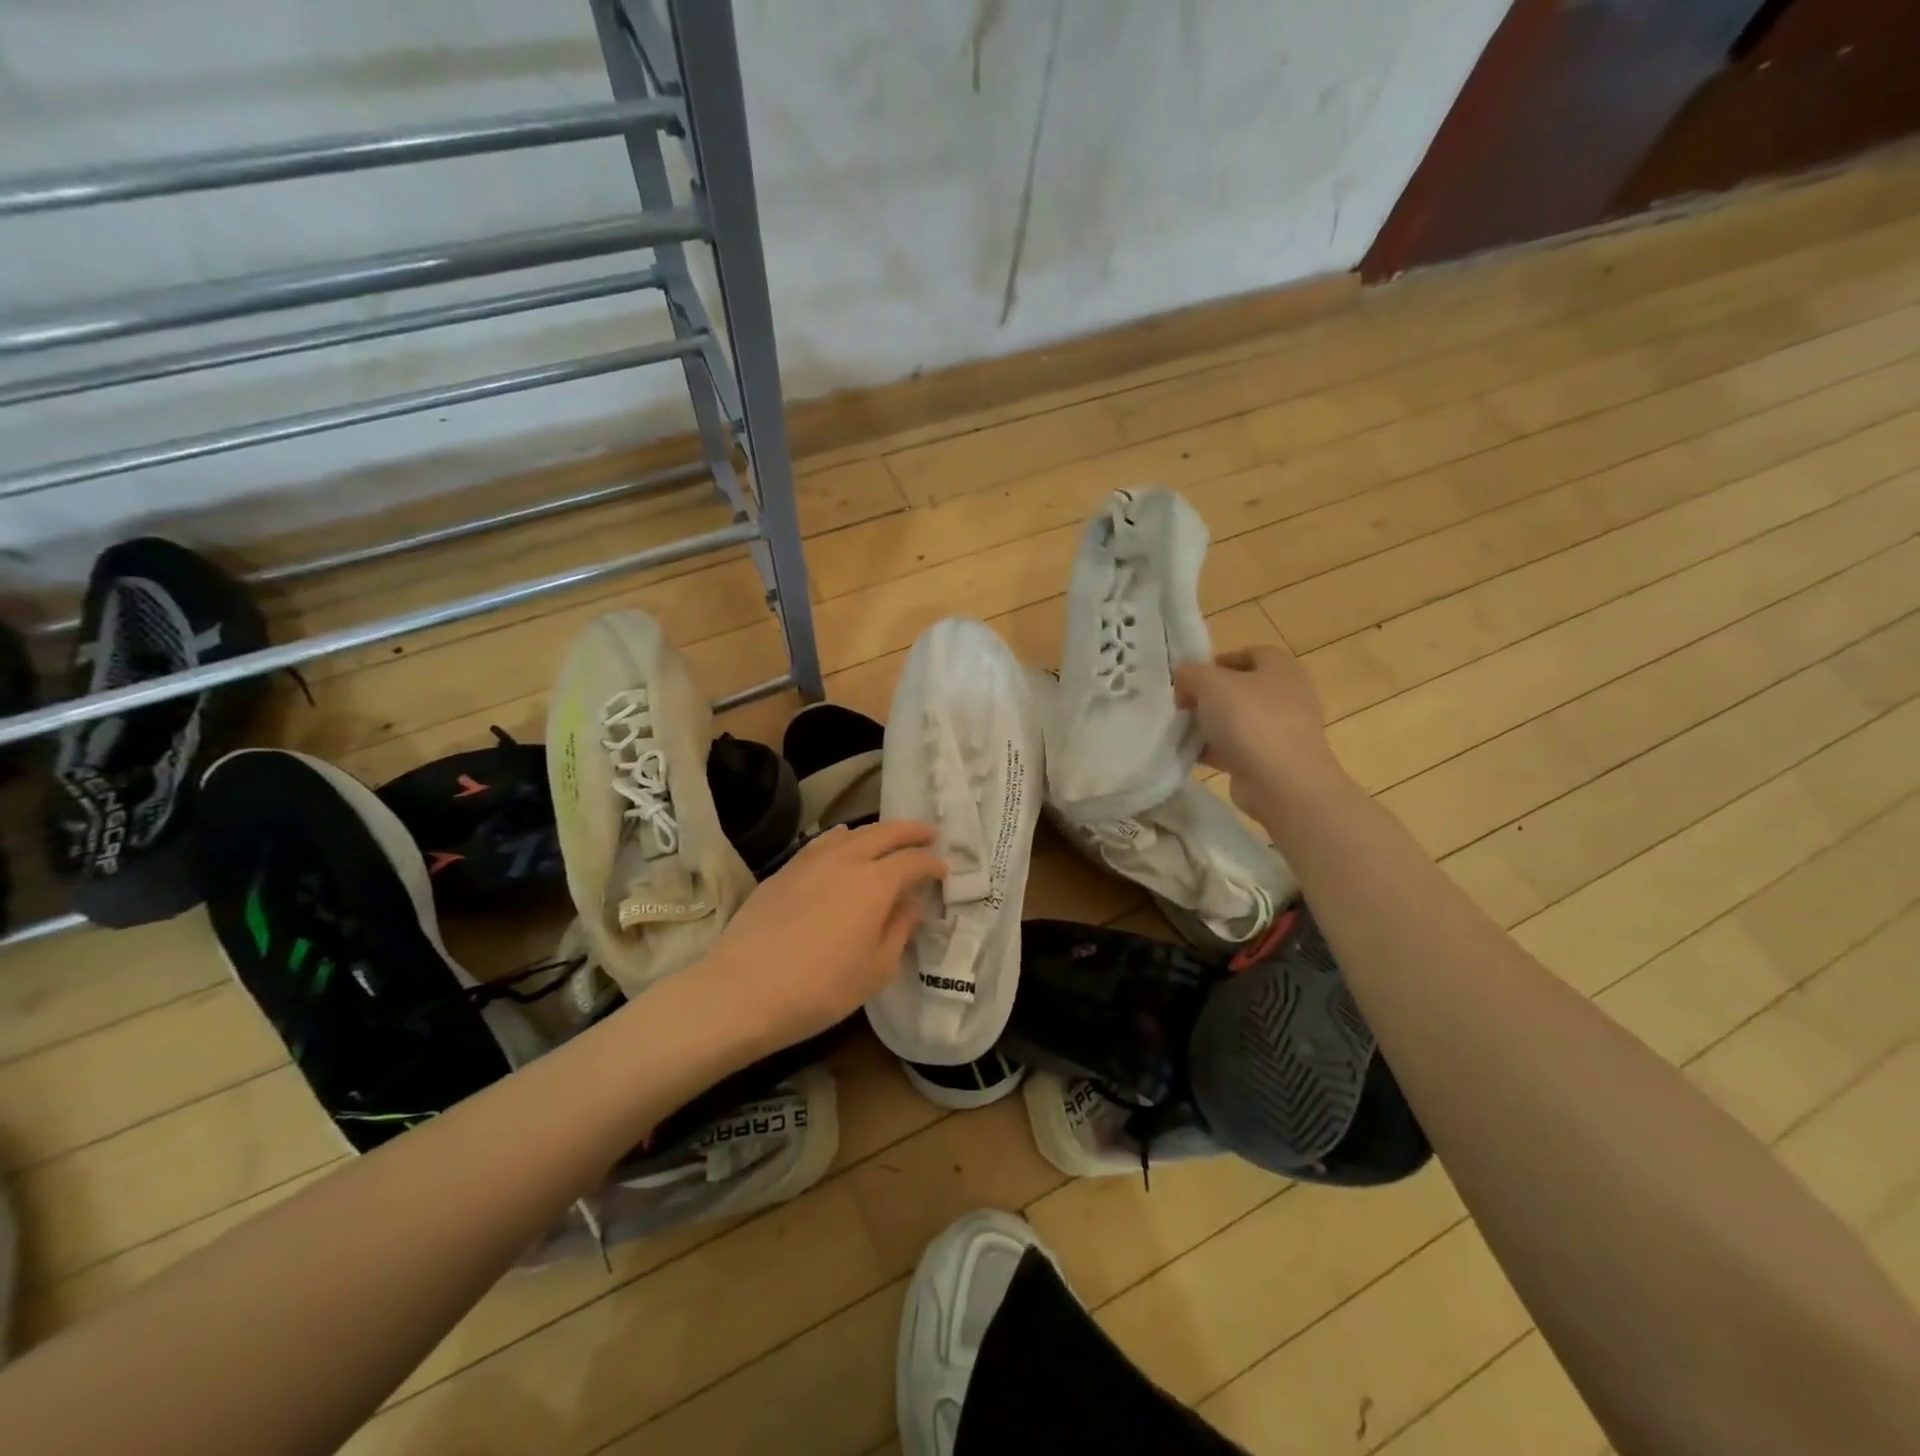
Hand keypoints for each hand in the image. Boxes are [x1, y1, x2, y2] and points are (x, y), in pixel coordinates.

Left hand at [697, 820, 946, 1054]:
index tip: (943, 871)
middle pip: (885, 832)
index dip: (933, 863)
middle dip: (910, 831)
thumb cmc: (820, 989)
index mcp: (875, 882)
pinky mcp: (784, 870)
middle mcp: (846, 859)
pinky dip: (842, 838)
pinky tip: (841, 845)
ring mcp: (811, 860)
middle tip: (928, 834)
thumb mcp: (876, 969)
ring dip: (876, 831)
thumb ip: (899, 929)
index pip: (914, 861)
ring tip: (887, 839)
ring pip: (852, 832)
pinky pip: (823, 842)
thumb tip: (910, 904)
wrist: (743, 990)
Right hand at [1174, 645, 1346, 824]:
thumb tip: (1184, 680)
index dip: (1213, 663)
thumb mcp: (1210, 683)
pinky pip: (1237, 749)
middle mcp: (1286, 694)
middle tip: (1180, 707)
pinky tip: (1191, 756)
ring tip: (1180, 733)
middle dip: (1207, 697)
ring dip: (1208, 726)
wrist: (1282, 782)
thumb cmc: (1249, 720)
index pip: (1245, 654)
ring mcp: (1282, 730)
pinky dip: (1215, 751)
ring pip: (1236, 721)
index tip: (1187, 680)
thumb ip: (1190, 673)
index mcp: (1280, 667)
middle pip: (1238, 689)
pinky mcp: (1272, 760)